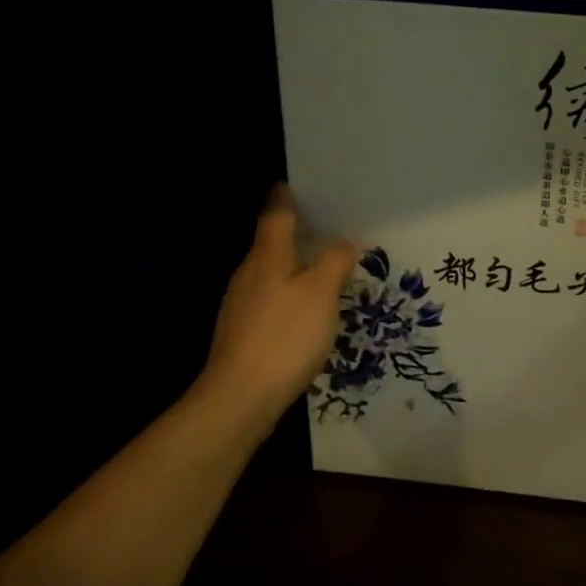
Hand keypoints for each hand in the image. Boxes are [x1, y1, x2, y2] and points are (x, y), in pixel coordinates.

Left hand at [195, 186, 355, 430]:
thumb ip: (335, 261)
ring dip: (295, 266)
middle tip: (330, 228)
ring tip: (325, 267)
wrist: (239, 398)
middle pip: (272, 242)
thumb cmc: (284, 336)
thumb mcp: (321, 294)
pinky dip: (289, 294)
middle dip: (297, 233)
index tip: (301, 186)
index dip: (287, 197)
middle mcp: (249, 273)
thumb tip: (346, 238)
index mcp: (267, 255)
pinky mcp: (242, 332)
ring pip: (271, 272)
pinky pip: (270, 299)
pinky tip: (307, 310)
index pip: (275, 213)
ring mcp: (241, 304)